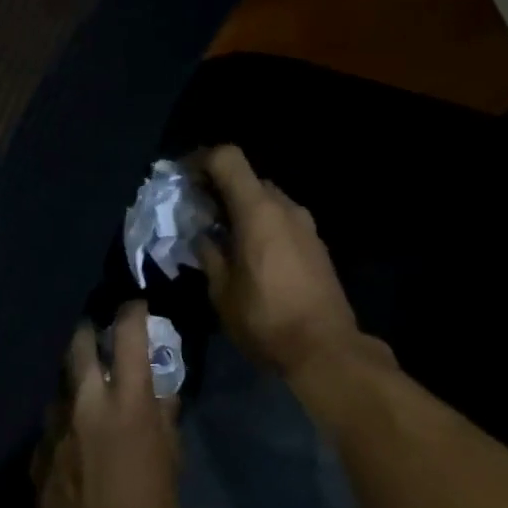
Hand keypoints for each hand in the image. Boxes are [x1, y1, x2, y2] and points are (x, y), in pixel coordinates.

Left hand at [35, 302, 180, 507]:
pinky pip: (54, 423)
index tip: (136, 308)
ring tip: (91, 399)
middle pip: (77, 345)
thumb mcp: (170, 467)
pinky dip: (67, 421)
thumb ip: (165, 423)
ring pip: (62, 385)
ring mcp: (55, 427)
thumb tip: (164, 395)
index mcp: (128, 403)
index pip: (127, 336)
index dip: (132, 313)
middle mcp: (86, 403)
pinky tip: (77, 443)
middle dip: (89, 334)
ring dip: (77, 383)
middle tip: (101, 341)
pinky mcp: (38, 452)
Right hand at [195, 146, 380, 378]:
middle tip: (198, 216)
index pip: (228, 159)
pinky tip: (250, 257)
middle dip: (220, 190)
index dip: (201, 160)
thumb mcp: (222, 293)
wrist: (324, 348)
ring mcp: (306, 226)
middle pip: (248, 179)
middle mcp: (286, 208)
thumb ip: (209, 255)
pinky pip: (283, 222)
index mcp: (258, 211)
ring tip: (223, 240)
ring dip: (242, 211)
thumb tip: (203, 236)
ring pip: (267, 202)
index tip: (183, 179)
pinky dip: (262, 227)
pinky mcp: (316, 246)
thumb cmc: (266, 321)